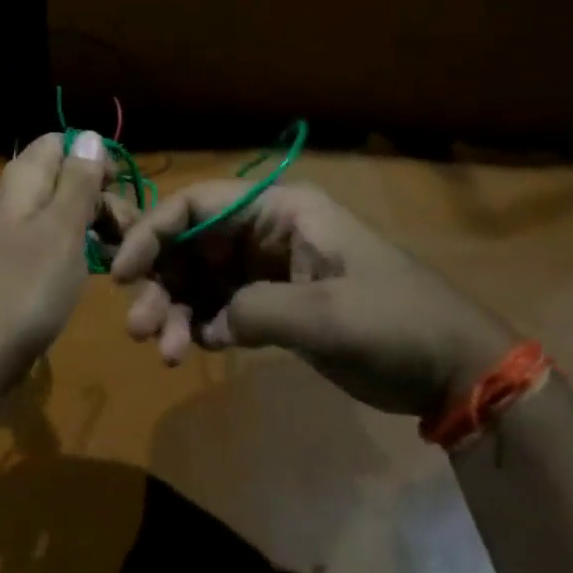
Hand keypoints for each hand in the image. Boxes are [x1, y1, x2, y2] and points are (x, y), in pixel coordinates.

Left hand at [0, 131, 108, 373]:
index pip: (60, 142)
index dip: (94, 157)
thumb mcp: (63, 228)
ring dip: (95, 225)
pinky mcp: (16, 263)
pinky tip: (98, 270)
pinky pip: (53, 240)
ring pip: (62, 211)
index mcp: (23, 179)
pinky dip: (78, 248)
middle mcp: (14, 198)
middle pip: (65, 177)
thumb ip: (78, 180)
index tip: (120, 188)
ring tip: (122, 255)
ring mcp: (12, 232)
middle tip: (130, 231)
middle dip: (101, 196)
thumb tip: (90, 135)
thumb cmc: (27, 286)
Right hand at [109, 183, 513, 417]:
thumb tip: (208, 322)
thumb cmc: (396, 322)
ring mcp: (266, 269)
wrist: (450, 368)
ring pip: (198, 279)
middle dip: (160, 281)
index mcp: (281, 209)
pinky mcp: (272, 305)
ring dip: (174, 310)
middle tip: (140, 328)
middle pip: (191, 244)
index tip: (121, 272)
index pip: (199, 205)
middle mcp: (265, 231)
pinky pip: (217, 307)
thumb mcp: (329, 313)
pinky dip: (197, 326)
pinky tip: (193, 349)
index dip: (154, 231)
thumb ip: (256, 310)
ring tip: (167, 352)